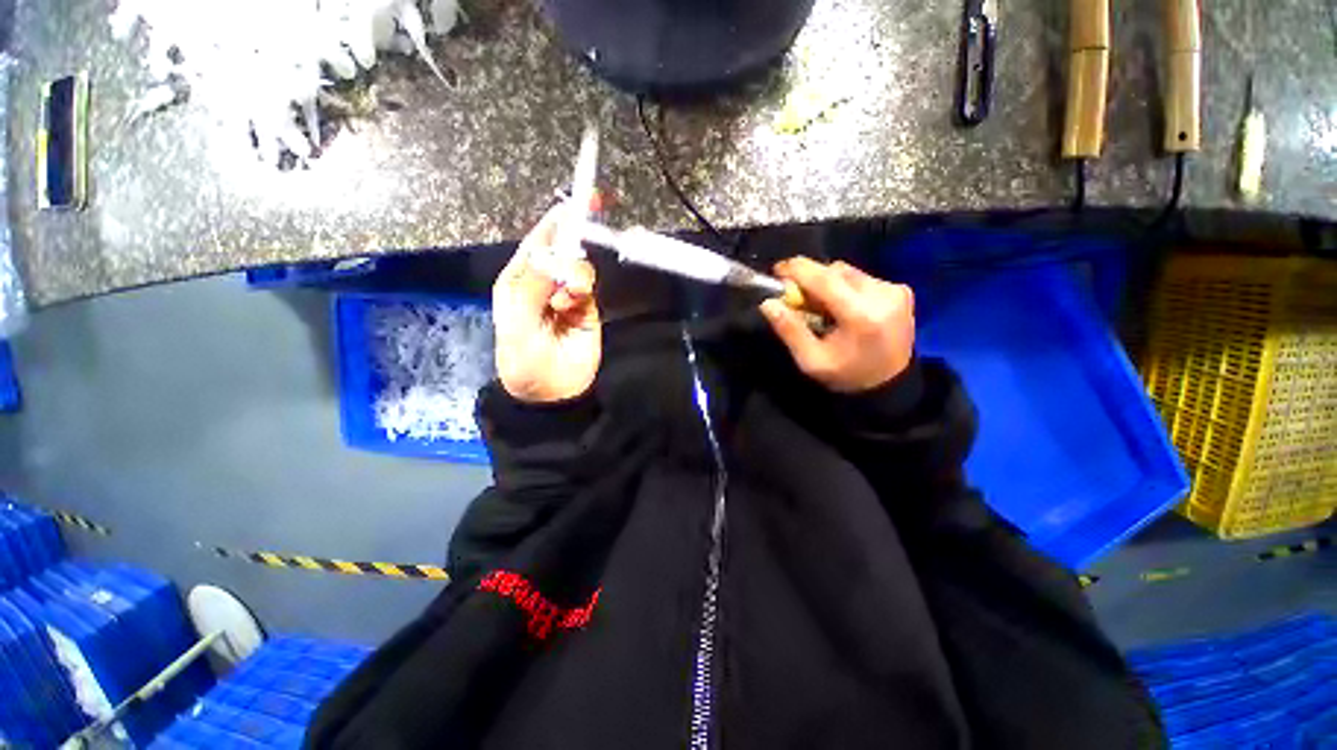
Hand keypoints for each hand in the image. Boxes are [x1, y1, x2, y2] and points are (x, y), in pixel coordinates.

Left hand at [492, 204, 600, 402]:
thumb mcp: (518, 325)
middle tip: (594, 215)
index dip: (557, 220)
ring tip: (566, 299)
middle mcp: (543, 281)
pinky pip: (588, 287)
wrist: (551, 392)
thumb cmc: (523, 360)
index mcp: (518, 279)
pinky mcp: (586, 308)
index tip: (578, 202)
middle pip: (562, 248)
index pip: (538, 241)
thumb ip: (533, 289)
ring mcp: (566, 294)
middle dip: (575, 234)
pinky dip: (582, 289)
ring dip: (575, 274)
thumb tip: (552, 256)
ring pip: (578, 266)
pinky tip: (571, 305)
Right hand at [760, 257, 914, 393]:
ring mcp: (895, 292)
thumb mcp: (811, 360)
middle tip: (797, 296)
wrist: (890, 386)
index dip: (798, 270)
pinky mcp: (902, 292)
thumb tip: (768, 303)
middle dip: (811, 278)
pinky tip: (842, 307)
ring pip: (849, 272)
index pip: (824, 278)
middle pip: (836, 271)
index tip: (778, 270)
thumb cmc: (846, 376)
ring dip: (828, 283)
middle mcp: (882, 296)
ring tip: (821, 305)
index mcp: (860, 316)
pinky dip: (845, 287)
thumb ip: (789, 329)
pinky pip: (863, 279)